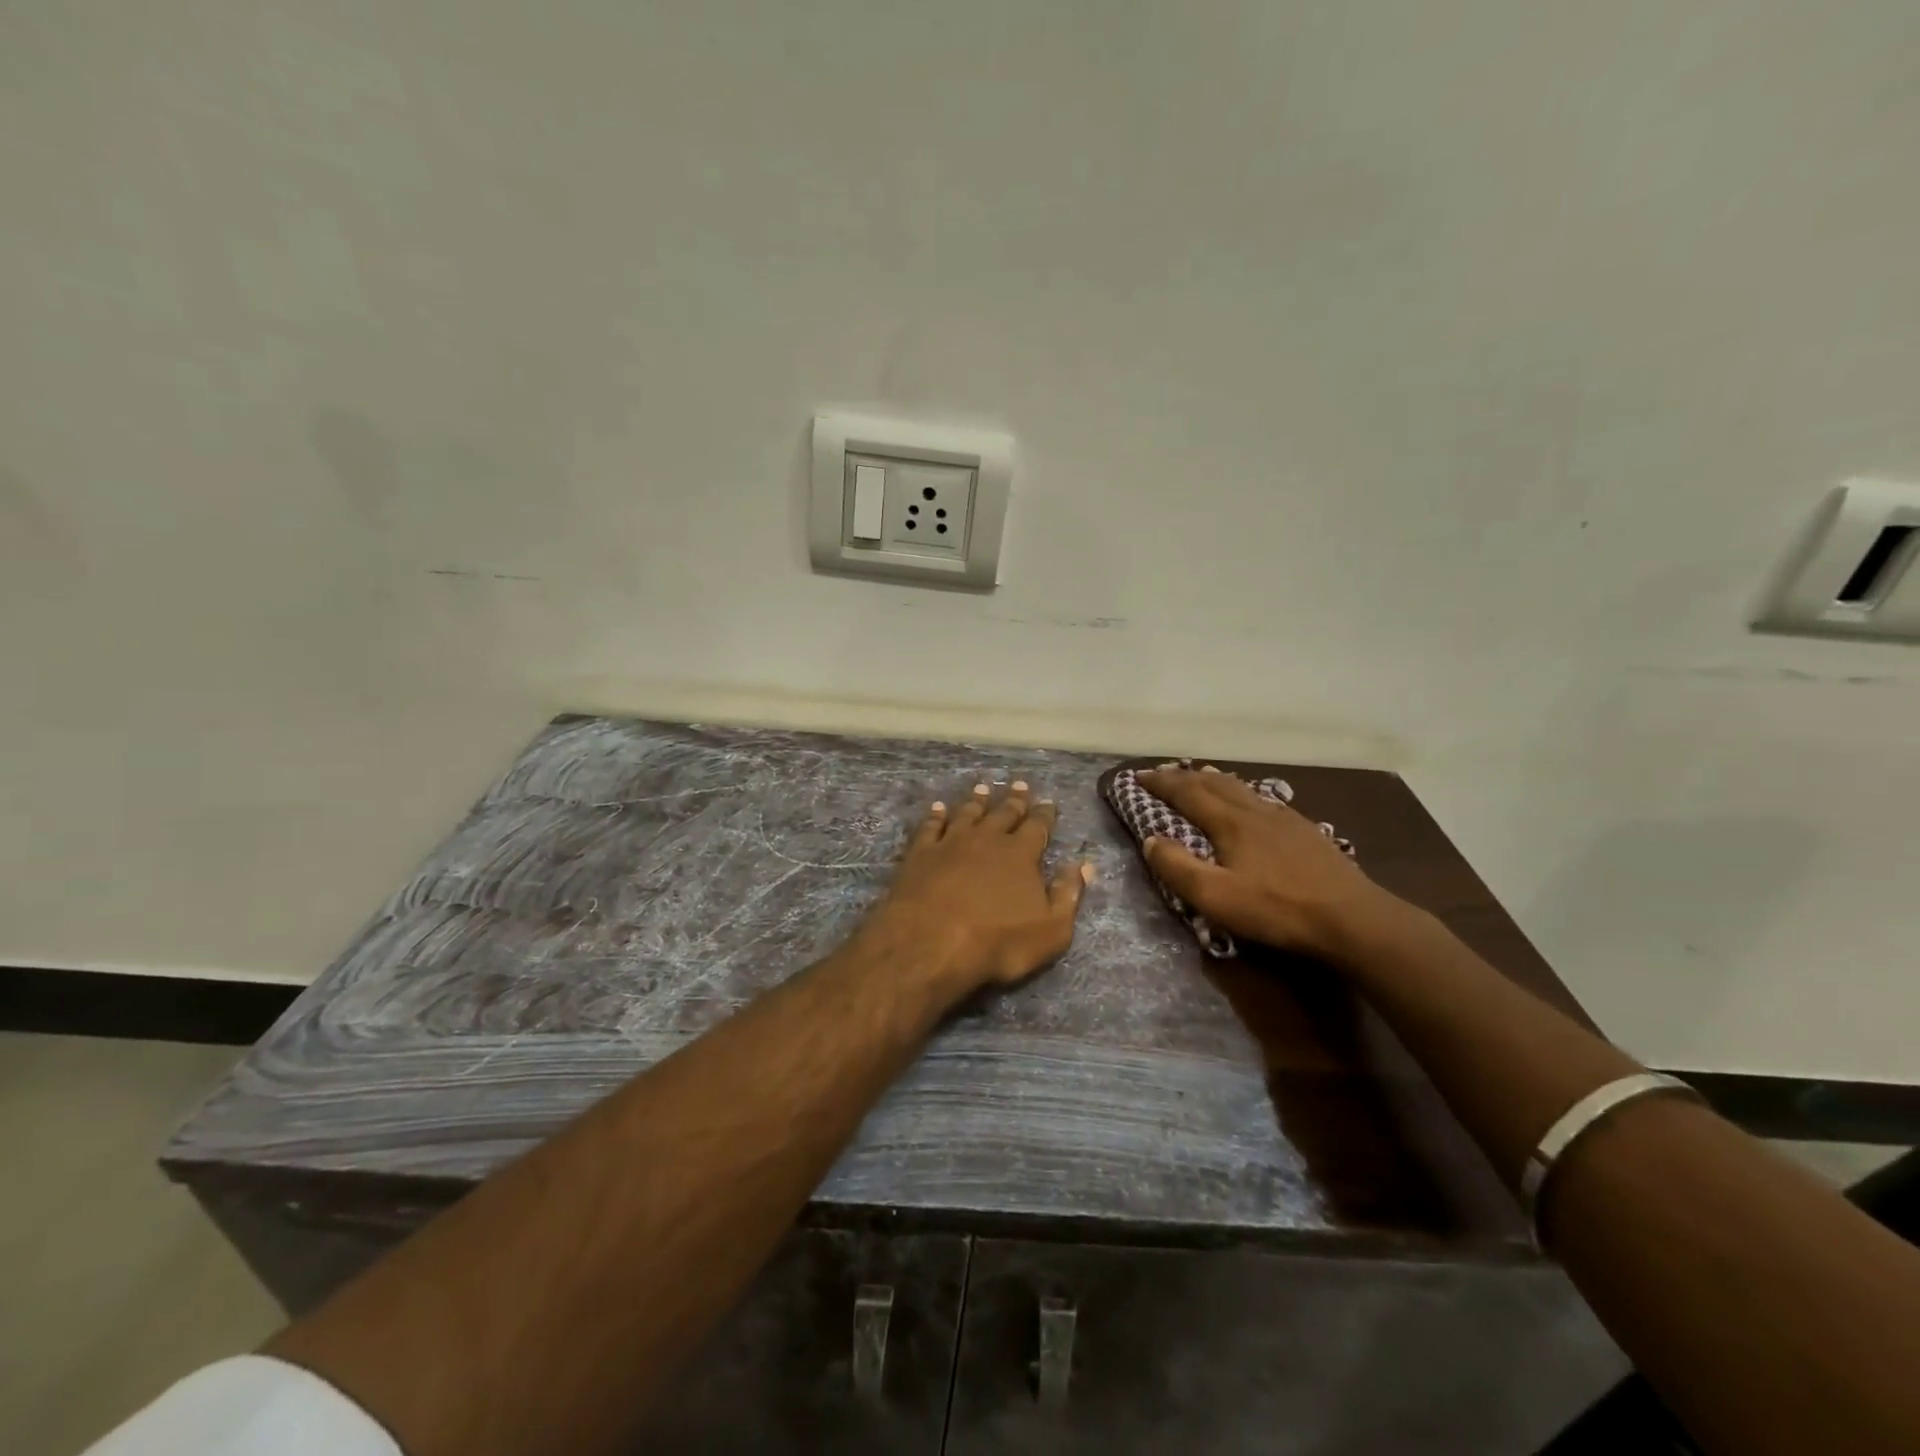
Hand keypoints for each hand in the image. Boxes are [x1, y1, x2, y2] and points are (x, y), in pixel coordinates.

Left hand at [860, 781, 1092, 996]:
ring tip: (982, 787)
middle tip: (1020, 784)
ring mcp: (950, 843)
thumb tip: (1084, 864)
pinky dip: (935, 815)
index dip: (1045, 814)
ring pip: (967, 813)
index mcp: (1020, 854)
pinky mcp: (920, 853)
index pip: (1037, 827)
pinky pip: (930, 827)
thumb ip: (1068, 894)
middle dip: (1014, 799)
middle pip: (1003, 813)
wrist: (931, 943)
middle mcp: (987, 839)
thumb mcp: (1051, 930)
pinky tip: (938, 808)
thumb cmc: (998, 942)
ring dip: (977, 800)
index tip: (1049, 802)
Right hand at [1136, 766, 1392, 962]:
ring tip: (1202, 776)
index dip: (1160, 783)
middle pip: (1213, 784)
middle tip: (1163, 773)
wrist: (1352, 917)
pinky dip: (1243, 792)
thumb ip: (1178, 868)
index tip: (1137, 776)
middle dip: (1184, 776)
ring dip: (1214, 780)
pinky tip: (1252, 803)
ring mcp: (1284, 818)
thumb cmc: (1277, 909)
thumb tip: (1150, 839)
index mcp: (1230, 822)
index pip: (1187, 792)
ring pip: (1242, 788)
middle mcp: (1254, 810)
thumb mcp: (1216, 897)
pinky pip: (1264, 799)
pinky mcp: (1306, 831)